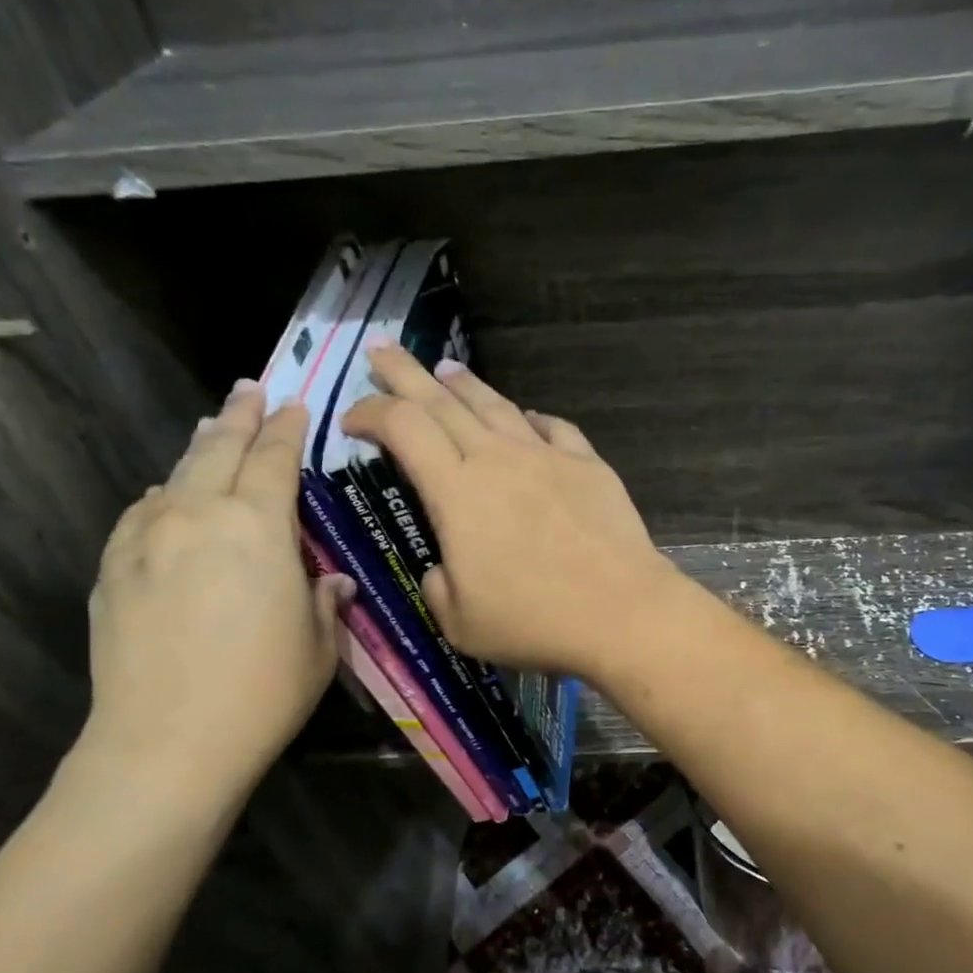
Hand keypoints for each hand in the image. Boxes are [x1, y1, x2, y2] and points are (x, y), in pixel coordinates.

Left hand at [81, 381, 350, 802]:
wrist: (167, 742)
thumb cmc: (263, 691)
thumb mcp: (318, 645)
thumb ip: (322, 599)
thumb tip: (329, 580)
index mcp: (258, 526)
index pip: (275, 459)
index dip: (286, 429)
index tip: (293, 406)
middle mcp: (199, 515)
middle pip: (219, 449)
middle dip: (239, 416)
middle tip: (249, 390)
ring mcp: (147, 538)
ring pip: (175, 475)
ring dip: (198, 448)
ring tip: (210, 429)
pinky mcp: (113, 567)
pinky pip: (140, 512)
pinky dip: (160, 495)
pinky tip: (163, 496)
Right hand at [341, 346, 678, 678]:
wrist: (621, 611)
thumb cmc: (533, 621)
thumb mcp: (460, 622)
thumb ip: (438, 587)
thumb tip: (443, 569)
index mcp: (456, 492)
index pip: (403, 428)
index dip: (370, 412)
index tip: (351, 418)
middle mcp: (497, 459)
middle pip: (442, 400)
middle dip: (405, 373)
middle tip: (382, 350)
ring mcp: (546, 456)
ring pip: (496, 406)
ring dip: (465, 385)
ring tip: (447, 370)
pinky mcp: (588, 465)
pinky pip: (553, 427)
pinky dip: (531, 418)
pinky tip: (527, 417)